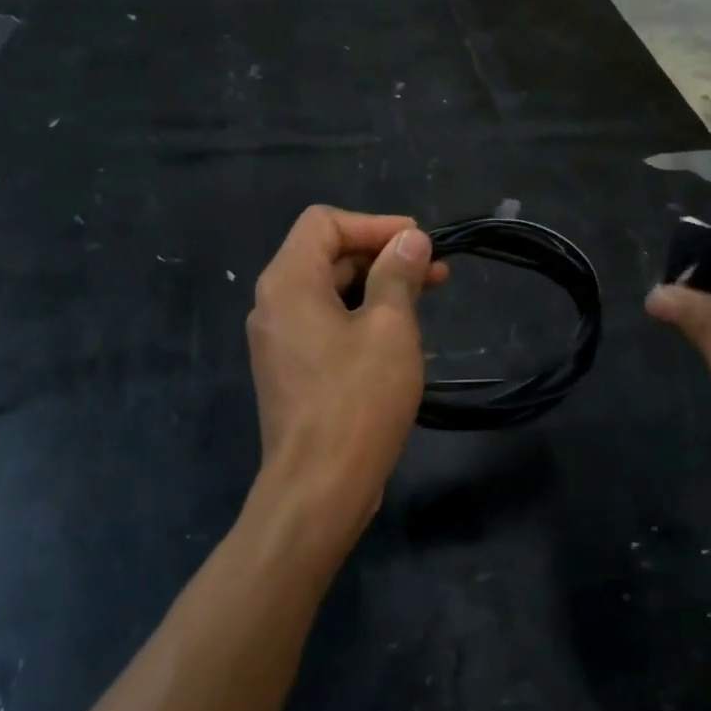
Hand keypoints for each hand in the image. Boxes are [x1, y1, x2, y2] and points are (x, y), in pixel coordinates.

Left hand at [246, 206, 447, 556]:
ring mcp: (280, 339)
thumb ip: (397, 274)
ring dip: (378, 287)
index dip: (374, 224)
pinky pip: (327, 324)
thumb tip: (409, 240)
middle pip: (327, 255)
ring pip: (330, 291)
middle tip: (435, 271)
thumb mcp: (390, 327)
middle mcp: (275, 303)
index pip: (324, 222)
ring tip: (427, 297)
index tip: (419, 242)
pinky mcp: (292, 369)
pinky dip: (363, 317)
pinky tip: (401, 334)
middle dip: (382, 256)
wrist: (319, 488)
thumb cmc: (357, 400)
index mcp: (289, 281)